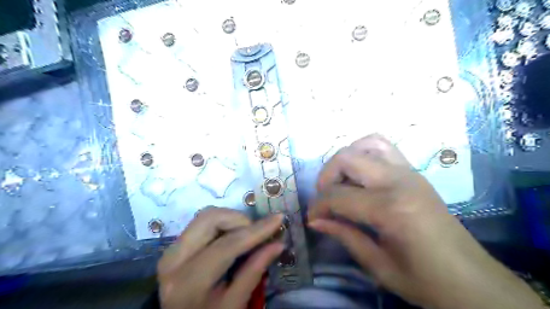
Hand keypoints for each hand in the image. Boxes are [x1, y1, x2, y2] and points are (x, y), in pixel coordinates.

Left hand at [156, 208, 280, 308]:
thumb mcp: (234, 305)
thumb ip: (254, 271)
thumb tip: (278, 244)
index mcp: (188, 281)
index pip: (227, 245)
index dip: (256, 230)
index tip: (278, 219)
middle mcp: (174, 258)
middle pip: (210, 218)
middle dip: (240, 219)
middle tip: (257, 233)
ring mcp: (171, 249)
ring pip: (206, 216)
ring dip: (231, 220)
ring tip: (247, 236)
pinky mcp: (175, 245)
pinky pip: (202, 223)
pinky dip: (223, 224)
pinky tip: (233, 237)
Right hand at [308, 134, 542, 308]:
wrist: (473, 280)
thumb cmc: (425, 280)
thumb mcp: (378, 265)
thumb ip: (344, 235)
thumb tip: (314, 220)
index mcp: (390, 208)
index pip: (338, 196)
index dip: (318, 206)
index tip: (312, 218)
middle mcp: (399, 181)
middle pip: (347, 158)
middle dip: (326, 177)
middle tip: (324, 198)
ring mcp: (409, 172)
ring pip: (366, 144)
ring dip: (345, 160)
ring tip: (341, 182)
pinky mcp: (414, 172)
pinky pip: (383, 147)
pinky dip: (364, 153)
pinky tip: (360, 175)